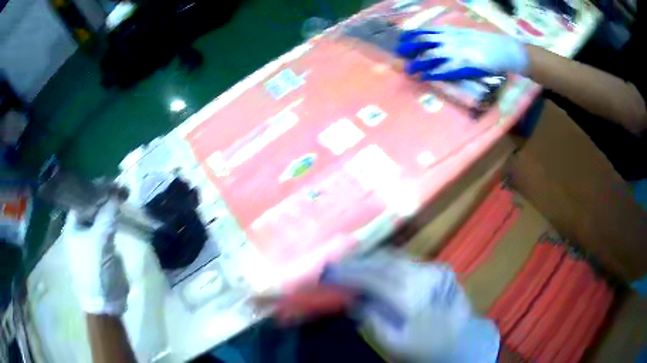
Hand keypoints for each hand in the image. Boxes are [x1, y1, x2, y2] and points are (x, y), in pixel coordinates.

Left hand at [64, 198, 128, 315]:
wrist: (105, 302)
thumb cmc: (95, 270)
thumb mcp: (100, 240)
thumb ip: (107, 214)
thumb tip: (117, 192)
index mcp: (73, 226)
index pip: (82, 198)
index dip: (96, 188)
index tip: (113, 182)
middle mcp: (81, 229)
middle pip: (92, 205)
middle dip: (106, 196)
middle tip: (122, 189)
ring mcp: (92, 238)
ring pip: (101, 216)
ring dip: (112, 207)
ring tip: (125, 196)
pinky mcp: (103, 247)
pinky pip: (108, 227)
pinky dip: (115, 219)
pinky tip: (123, 213)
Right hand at [321, 250, 472, 360]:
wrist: (465, 342)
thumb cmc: (427, 349)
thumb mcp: (394, 345)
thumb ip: (372, 321)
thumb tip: (355, 300)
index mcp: (411, 297)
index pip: (372, 278)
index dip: (348, 274)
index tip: (328, 273)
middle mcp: (423, 276)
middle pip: (383, 262)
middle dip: (357, 263)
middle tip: (337, 266)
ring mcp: (435, 269)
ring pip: (396, 258)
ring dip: (372, 261)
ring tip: (353, 266)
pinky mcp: (441, 269)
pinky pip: (408, 262)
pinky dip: (388, 263)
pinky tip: (378, 269)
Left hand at [396, 27, 528, 80]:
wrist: (507, 50)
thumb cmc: (489, 43)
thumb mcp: (468, 35)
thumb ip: (454, 36)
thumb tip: (442, 39)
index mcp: (453, 32)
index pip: (428, 31)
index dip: (413, 35)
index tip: (402, 38)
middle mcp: (453, 39)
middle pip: (426, 41)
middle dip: (411, 47)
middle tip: (398, 52)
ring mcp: (459, 51)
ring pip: (433, 56)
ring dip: (419, 63)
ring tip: (408, 70)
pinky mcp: (467, 64)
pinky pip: (447, 69)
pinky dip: (435, 73)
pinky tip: (426, 77)